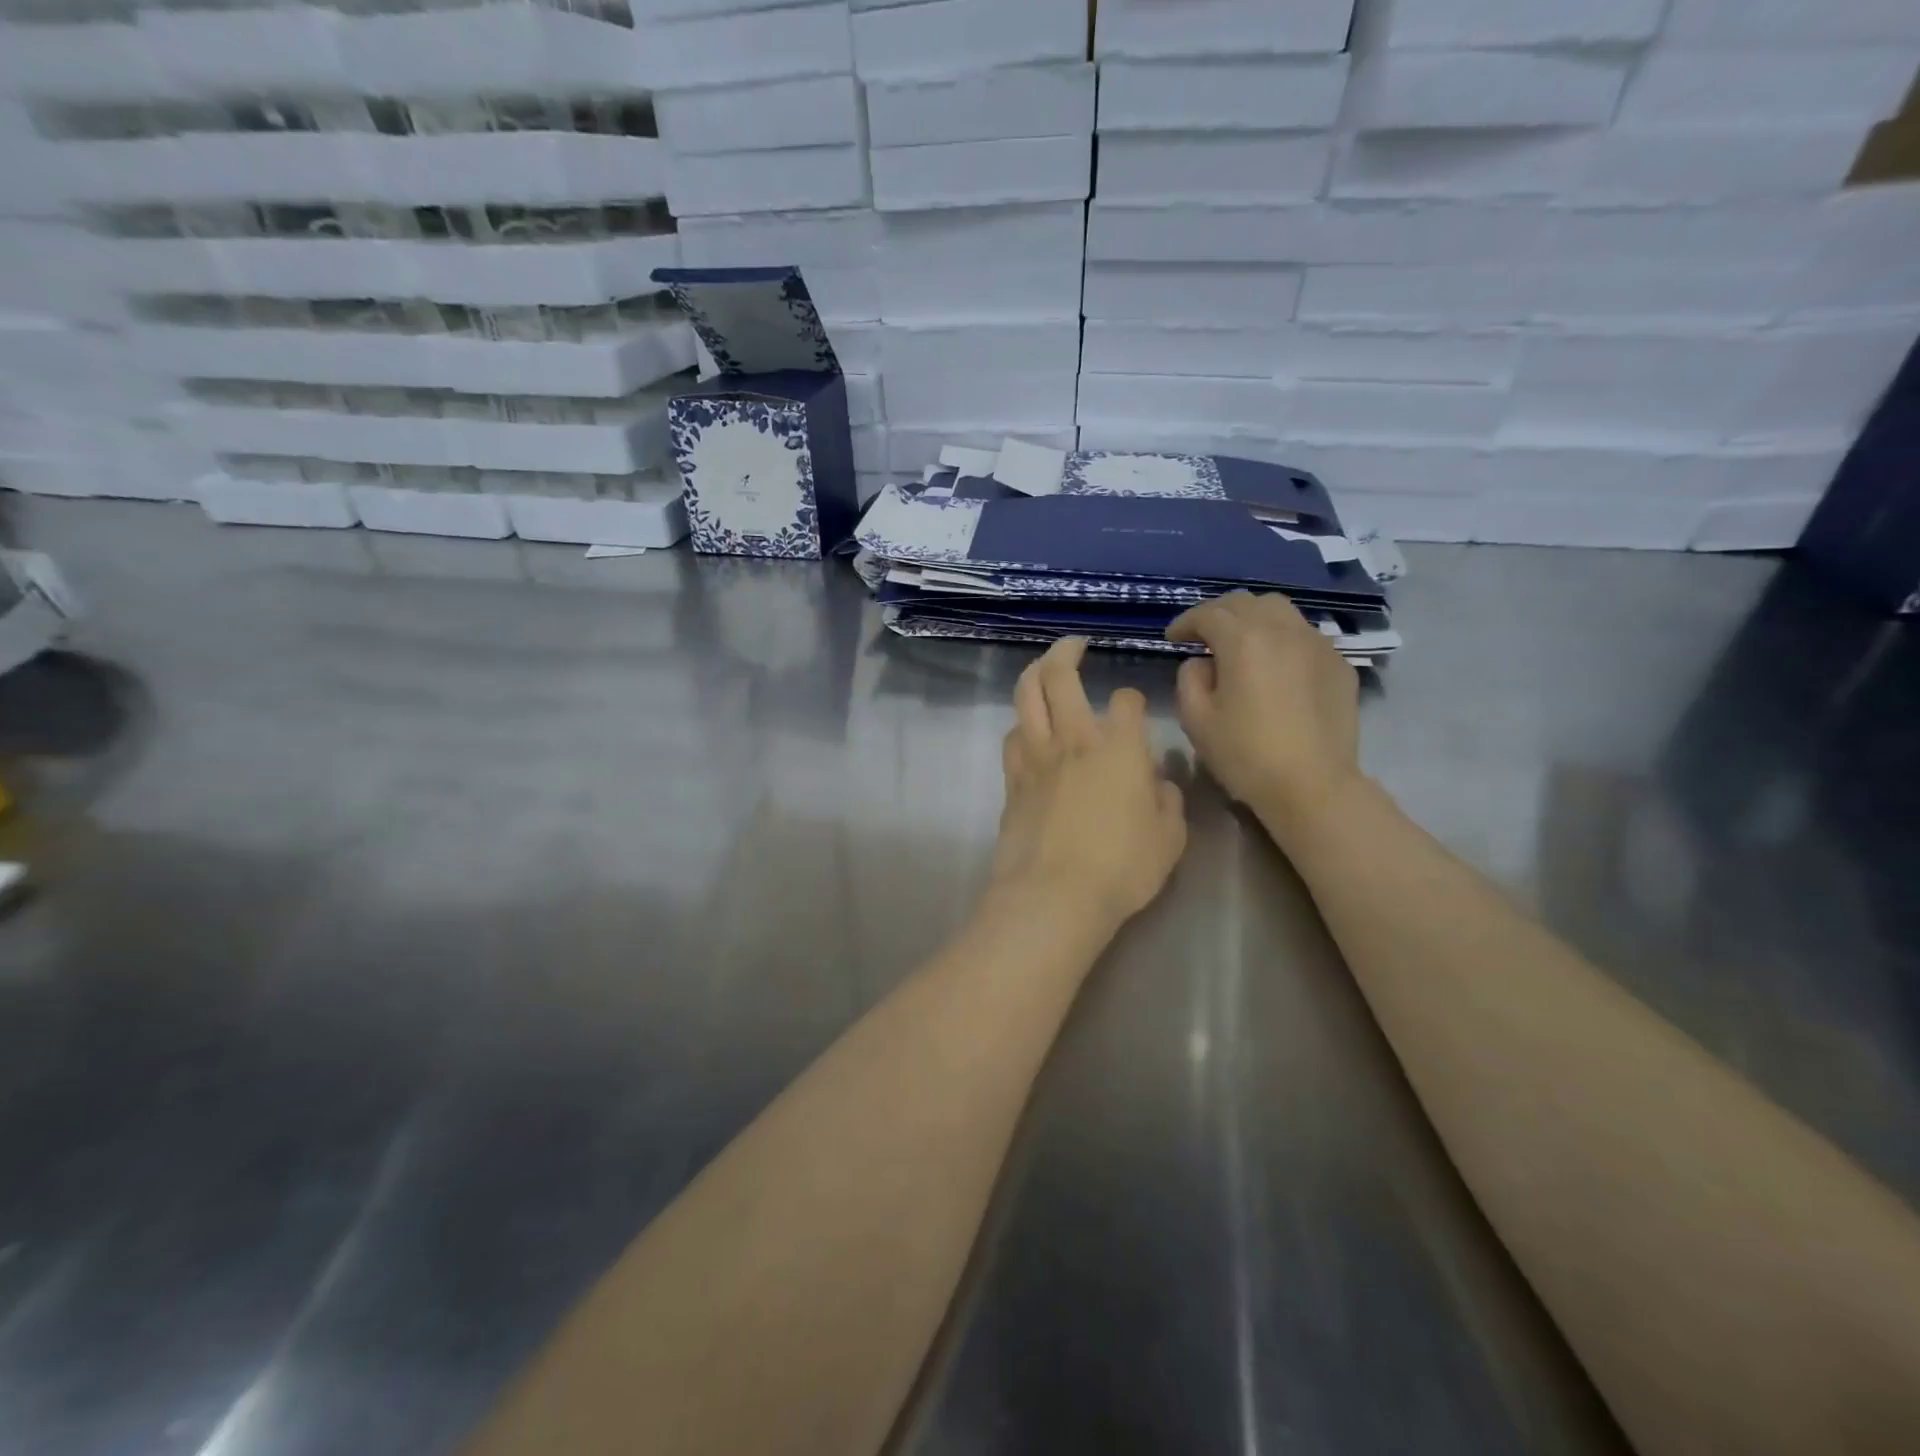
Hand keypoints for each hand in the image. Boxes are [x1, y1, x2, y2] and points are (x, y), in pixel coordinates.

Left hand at [991, 637, 1186, 931]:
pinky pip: (1012, 737)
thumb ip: (1168, 802)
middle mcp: (1074, 740)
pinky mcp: (1012, 781)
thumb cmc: (1122, 867)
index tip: (1135, 713)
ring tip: (1042, 670)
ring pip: (1025, 697)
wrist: (1053, 894)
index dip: (1133, 702)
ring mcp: (1036, 757)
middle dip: (1066, 651)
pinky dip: (1021, 725)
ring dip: (1033, 675)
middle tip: (1074, 645)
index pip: (1126, 702)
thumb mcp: (1169, 839)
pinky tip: (1028, 731)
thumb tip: (1158, 784)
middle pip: (1059, 676)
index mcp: (1119, 747)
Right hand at [1167, 593, 1361, 835]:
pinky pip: (1305, 637)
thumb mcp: (1196, 719)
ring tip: (1241, 644)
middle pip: (1246, 603)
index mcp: (1243, 639)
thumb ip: (1190, 679)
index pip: (1208, 614)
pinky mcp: (1339, 665)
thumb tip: (1203, 663)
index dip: (1185, 622)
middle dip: (1219, 613)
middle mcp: (1283, 629)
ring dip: (1254, 620)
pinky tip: (1276, 666)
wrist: (1312, 784)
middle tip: (1203, 635)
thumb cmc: (1245, 753)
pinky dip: (1282, 640)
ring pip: (1281, 612)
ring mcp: (1318, 644)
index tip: (1172, 638)